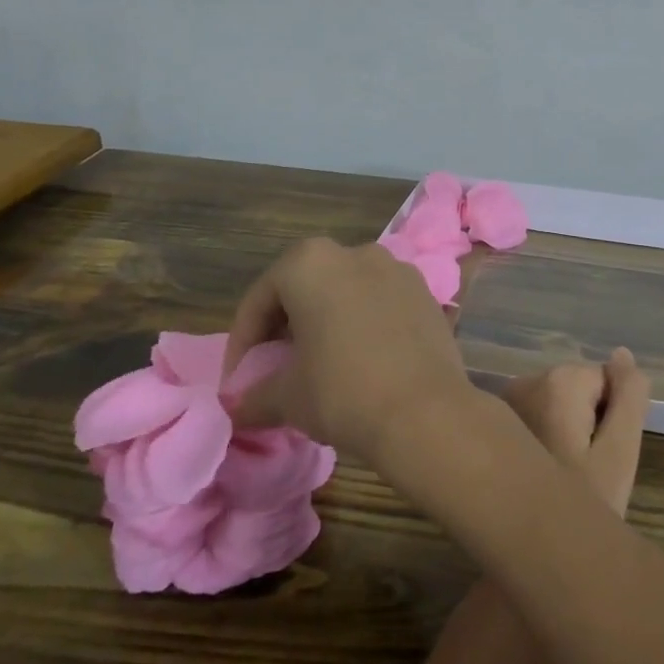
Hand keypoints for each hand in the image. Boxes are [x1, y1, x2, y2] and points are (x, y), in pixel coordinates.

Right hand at [223, 238, 472, 460]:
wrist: (425, 411)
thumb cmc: (343, 392)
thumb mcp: (285, 398)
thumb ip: (254, 394)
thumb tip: (238, 403)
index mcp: (311, 263)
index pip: (261, 297)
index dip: (243, 341)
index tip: (239, 380)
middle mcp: (356, 252)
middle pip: (305, 286)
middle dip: (285, 325)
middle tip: (274, 367)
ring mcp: (396, 268)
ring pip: (346, 291)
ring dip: (326, 321)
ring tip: (318, 364)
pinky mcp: (425, 292)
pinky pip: (381, 302)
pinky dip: (363, 323)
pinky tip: (361, 360)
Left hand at [504, 348, 650, 516]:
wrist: (524, 554)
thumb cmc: (581, 506)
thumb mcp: (620, 454)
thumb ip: (629, 398)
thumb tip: (622, 355)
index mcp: (558, 382)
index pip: (604, 381)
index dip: (610, 418)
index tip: (598, 455)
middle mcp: (526, 380)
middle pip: (578, 389)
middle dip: (587, 421)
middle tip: (584, 470)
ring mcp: (505, 400)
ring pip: (557, 403)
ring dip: (566, 430)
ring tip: (562, 473)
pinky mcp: (494, 420)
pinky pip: (535, 415)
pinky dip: (544, 436)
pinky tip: (540, 470)